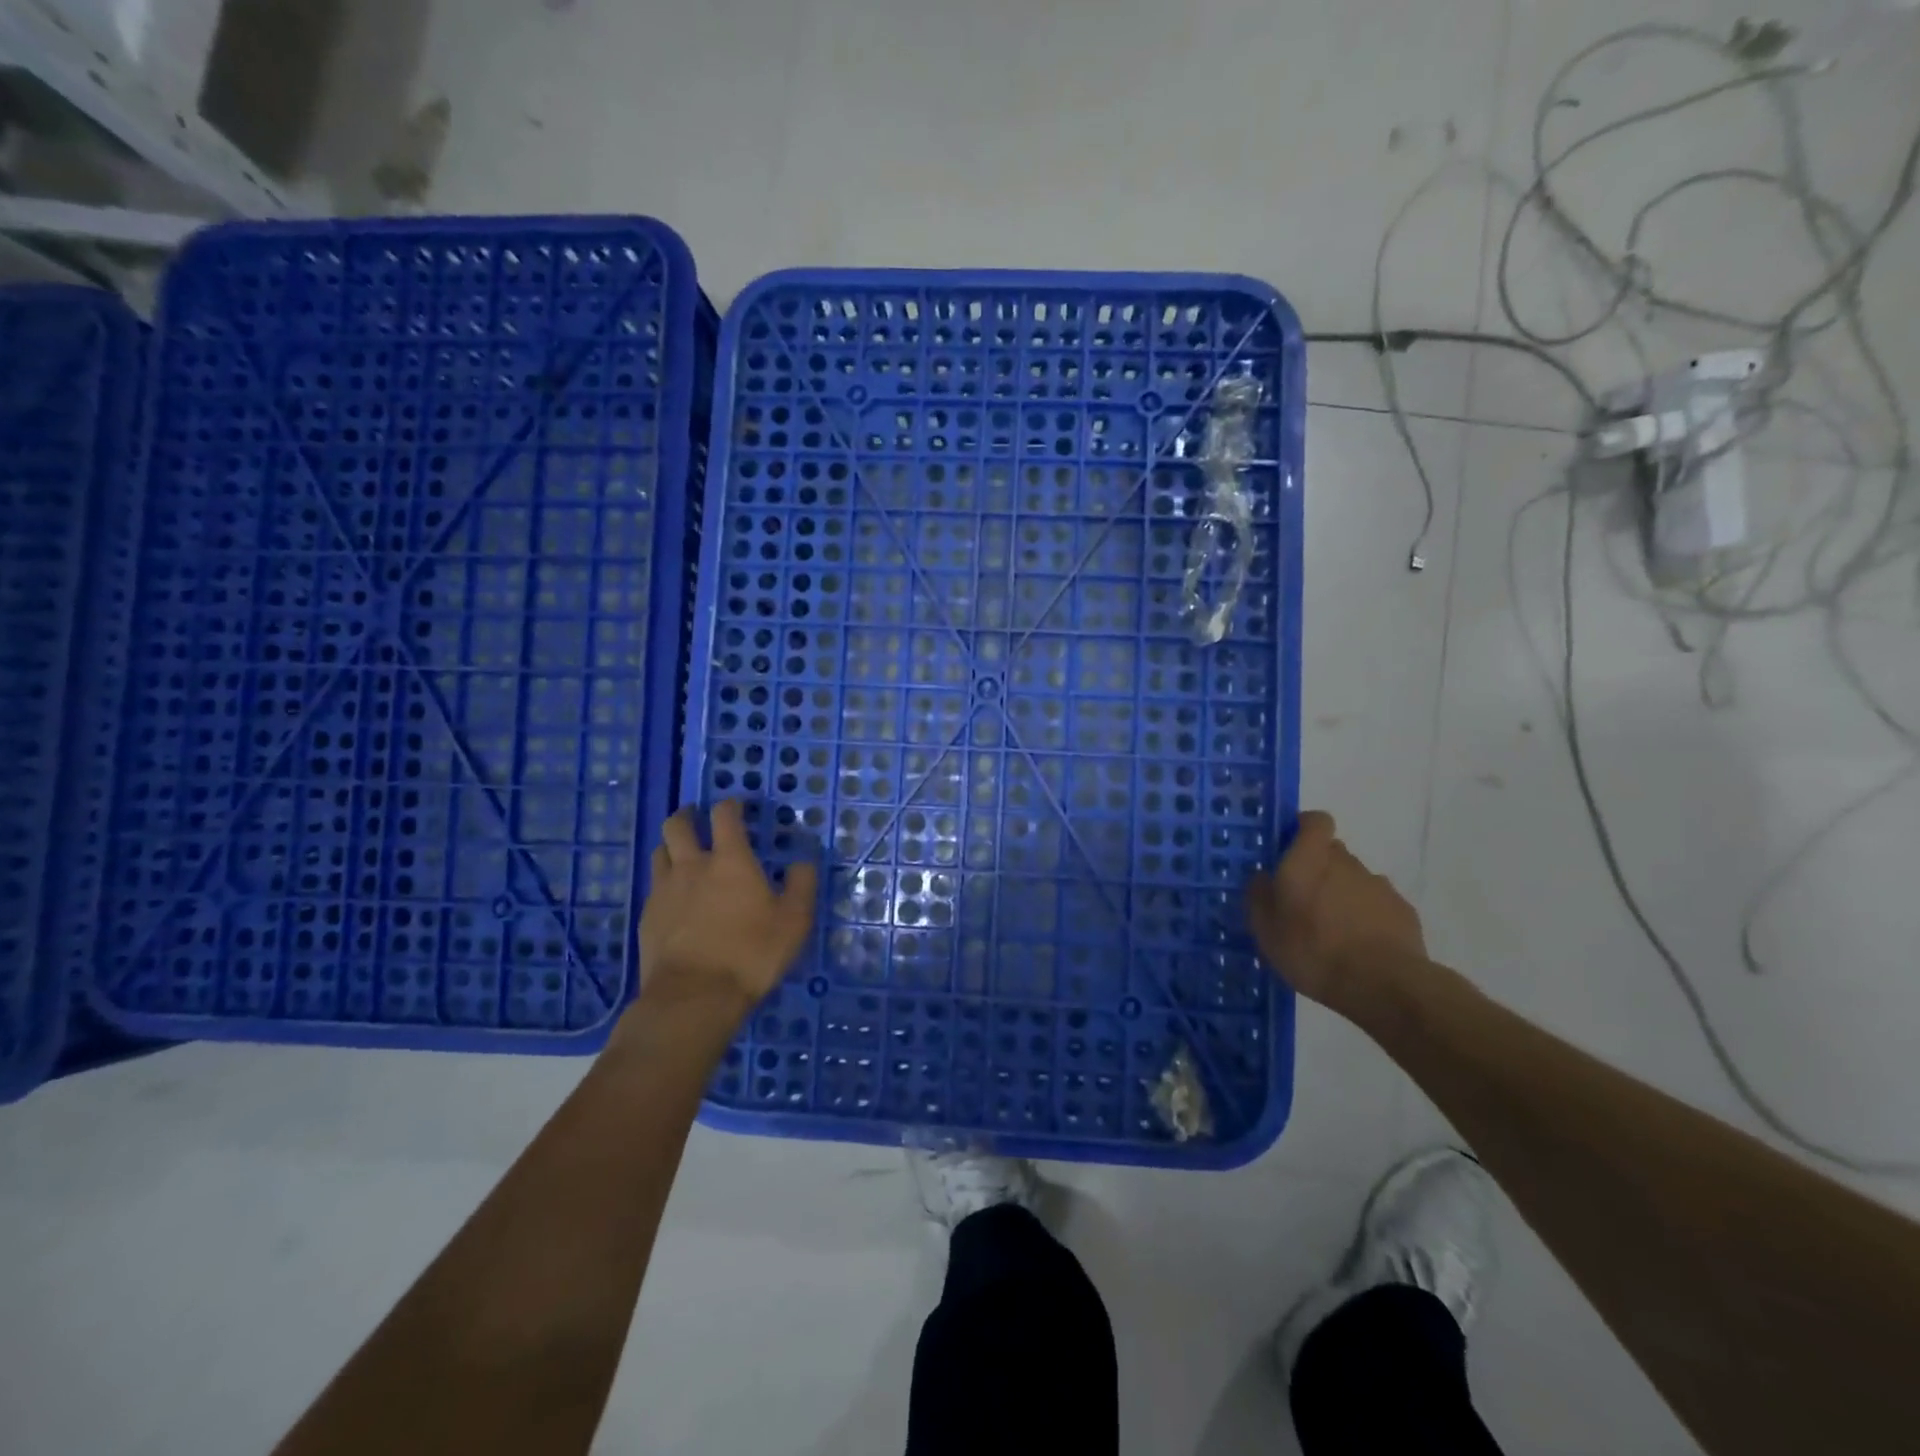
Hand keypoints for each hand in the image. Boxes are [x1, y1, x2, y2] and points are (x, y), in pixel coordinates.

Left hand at [636, 800, 817, 1016]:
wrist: (694, 996)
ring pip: (659, 853)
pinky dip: (664, 883)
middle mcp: (692, 866)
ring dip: (671, 846)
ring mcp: (664, 891)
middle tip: (697, 818)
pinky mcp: (647, 918)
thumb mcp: (794, 921)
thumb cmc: (751, 953)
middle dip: (687, 816)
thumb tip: (803, 862)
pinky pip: (654, 887)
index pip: (724, 816)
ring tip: (681, 854)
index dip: (730, 806)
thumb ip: (801, 885)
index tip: (736, 806)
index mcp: (730, 860)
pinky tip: (674, 899)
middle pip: (678, 826)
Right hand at [1246, 811, 1425, 1014]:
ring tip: (1332, 931)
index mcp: (1309, 860)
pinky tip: (1359, 946)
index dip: (1304, 829)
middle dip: (1318, 868)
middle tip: (1303, 900)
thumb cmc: (1313, 952)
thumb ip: (1259, 896)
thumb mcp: (1266, 930)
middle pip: (1332, 852)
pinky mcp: (1403, 911)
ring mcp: (1378, 885)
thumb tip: (1262, 876)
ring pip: (1354, 879)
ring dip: (1342, 894)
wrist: (1384, 986)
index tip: (1290, 849)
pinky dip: (1367, 916)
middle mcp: (1345, 863)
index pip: (1315, 821)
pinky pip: (1377, 904)